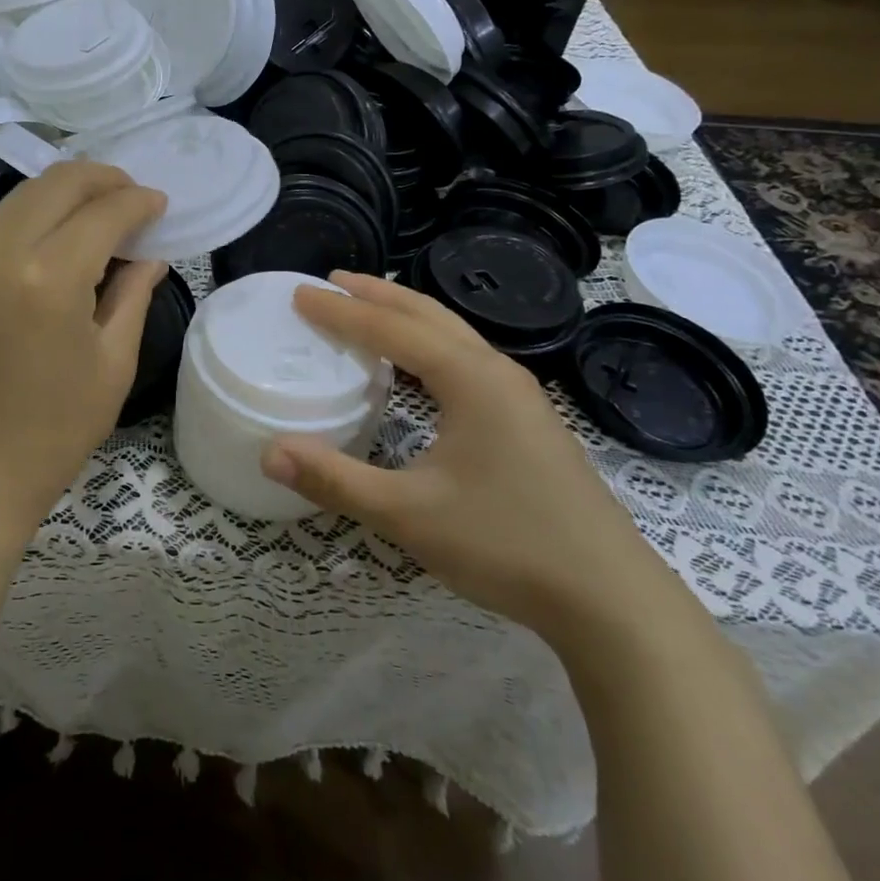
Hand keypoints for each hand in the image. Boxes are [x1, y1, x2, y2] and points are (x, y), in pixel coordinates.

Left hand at [0, 161, 167, 552]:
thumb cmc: (51, 434)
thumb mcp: (110, 366)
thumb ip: (132, 298)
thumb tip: (150, 257)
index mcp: (52, 275)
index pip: (104, 211)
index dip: (139, 201)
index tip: (161, 204)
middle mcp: (5, 252)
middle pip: (57, 183)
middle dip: (103, 178)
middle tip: (134, 198)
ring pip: (23, 195)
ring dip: (66, 190)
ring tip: (102, 210)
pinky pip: (2, 223)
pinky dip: (37, 212)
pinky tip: (61, 235)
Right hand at [261, 272, 676, 640]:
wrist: (611, 599)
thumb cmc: (505, 544)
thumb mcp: (408, 514)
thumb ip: (335, 480)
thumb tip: (268, 454)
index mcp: (470, 379)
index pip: (392, 329)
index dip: (342, 311)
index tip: (301, 295)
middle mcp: (497, 373)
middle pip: (428, 316)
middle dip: (377, 295)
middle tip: (332, 281)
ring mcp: (520, 397)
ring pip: (454, 335)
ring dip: (407, 317)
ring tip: (369, 310)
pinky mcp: (530, 422)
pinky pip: (468, 360)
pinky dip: (431, 345)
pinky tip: (420, 370)